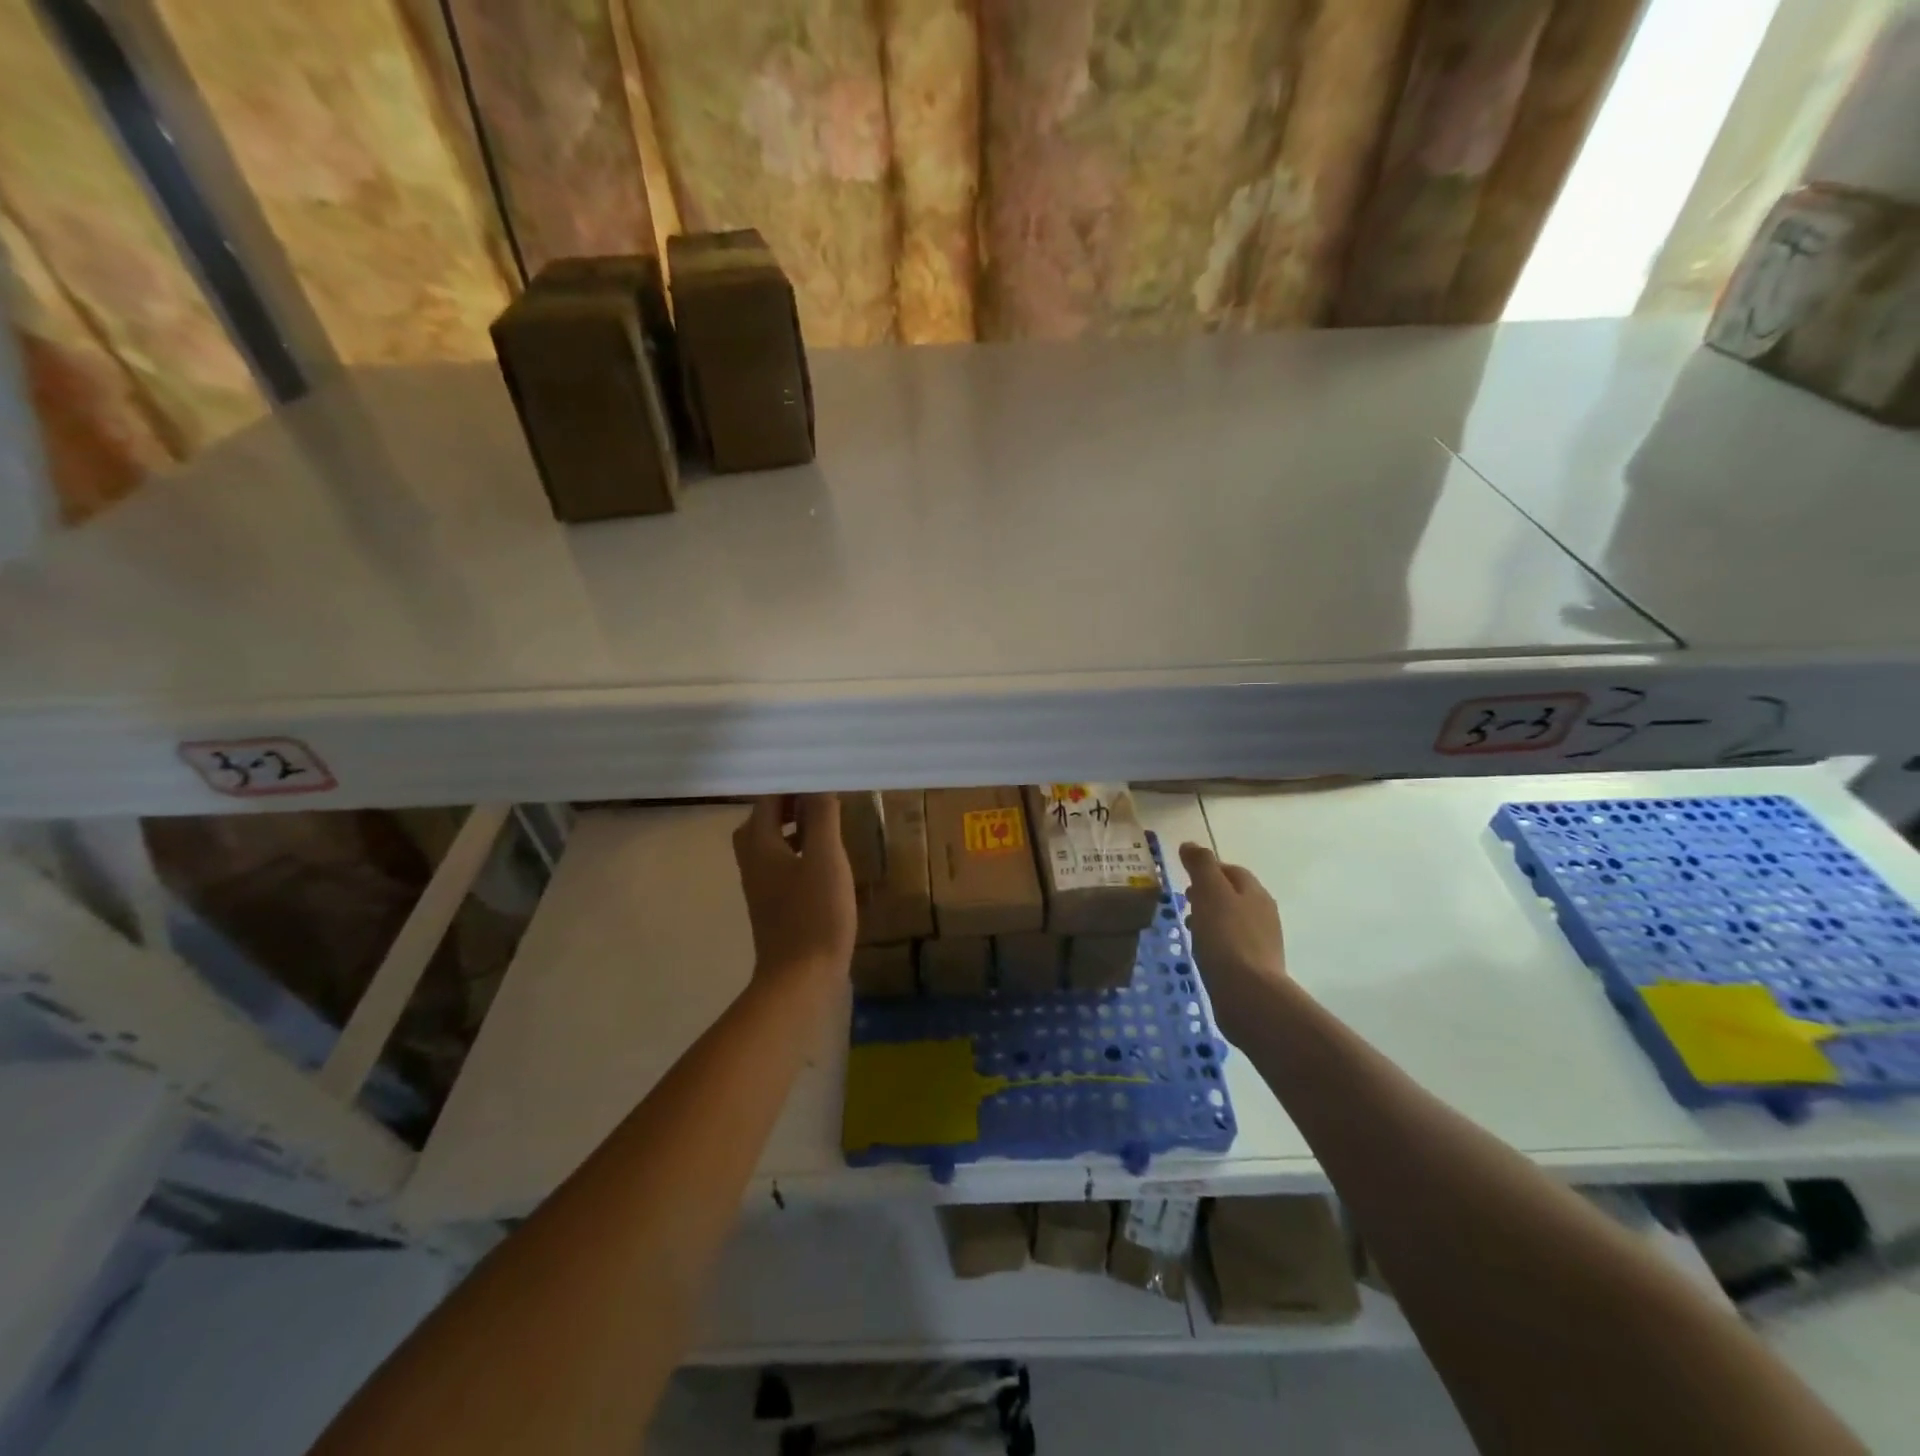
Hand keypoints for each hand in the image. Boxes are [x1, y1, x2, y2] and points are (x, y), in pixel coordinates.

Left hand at [733, 795, 856, 983]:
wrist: (800, 979)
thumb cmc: (815, 913)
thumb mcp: (824, 858)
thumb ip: (820, 817)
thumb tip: (818, 785)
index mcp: (759, 846)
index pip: (767, 801)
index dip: (791, 786)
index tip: (820, 778)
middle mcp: (753, 863)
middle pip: (762, 822)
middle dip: (789, 806)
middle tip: (822, 800)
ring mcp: (761, 888)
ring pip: (771, 846)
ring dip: (794, 830)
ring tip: (827, 825)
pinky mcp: (774, 907)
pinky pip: (781, 867)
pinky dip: (799, 854)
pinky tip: (826, 863)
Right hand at [1179, 842, 1287, 1041]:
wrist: (1248, 994)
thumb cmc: (1226, 936)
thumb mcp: (1210, 892)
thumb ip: (1201, 865)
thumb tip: (1190, 845)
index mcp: (1254, 891)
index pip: (1231, 870)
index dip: (1207, 869)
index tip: (1185, 877)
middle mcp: (1264, 913)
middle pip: (1233, 895)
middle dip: (1209, 894)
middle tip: (1185, 901)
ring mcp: (1263, 941)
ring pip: (1232, 920)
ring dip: (1211, 918)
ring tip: (1190, 928)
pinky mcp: (1256, 966)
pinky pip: (1232, 944)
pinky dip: (1216, 941)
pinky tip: (1203, 952)